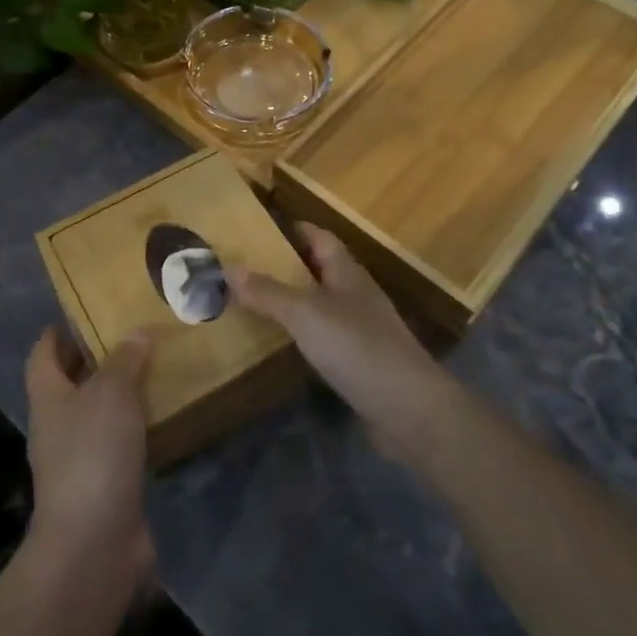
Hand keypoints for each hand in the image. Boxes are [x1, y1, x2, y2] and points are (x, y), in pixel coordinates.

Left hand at [23, 325, 155, 585]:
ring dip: (120, 395)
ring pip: (98, 414)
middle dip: (95, 360)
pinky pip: (120, 445)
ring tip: (154, 369)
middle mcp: (58, 426)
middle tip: (131, 336)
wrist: (94, 545)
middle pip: (70, 384)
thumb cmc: (93, 454)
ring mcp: (79, 460)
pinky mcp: (105, 486)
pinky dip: (137, 429)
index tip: (84, 314)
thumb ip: (125, 360)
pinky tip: (163, 417)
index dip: (58, 333)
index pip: (43, 355)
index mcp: (48, 398)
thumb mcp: (111, 393)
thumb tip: (136, 333)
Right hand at [229, 224, 451, 466]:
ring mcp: (364, 331)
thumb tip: (227, 266)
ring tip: (258, 303)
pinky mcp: (363, 363)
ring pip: (324, 305)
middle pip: (322, 270)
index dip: (297, 229)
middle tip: (249, 266)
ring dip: (296, 301)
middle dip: (290, 265)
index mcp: (348, 274)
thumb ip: (268, 293)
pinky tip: (286, 345)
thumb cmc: (357, 348)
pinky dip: (305, 335)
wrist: (409, 410)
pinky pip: (327, 338)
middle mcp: (357, 296)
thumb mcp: (306, 315)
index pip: (322, 238)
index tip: (265, 226)